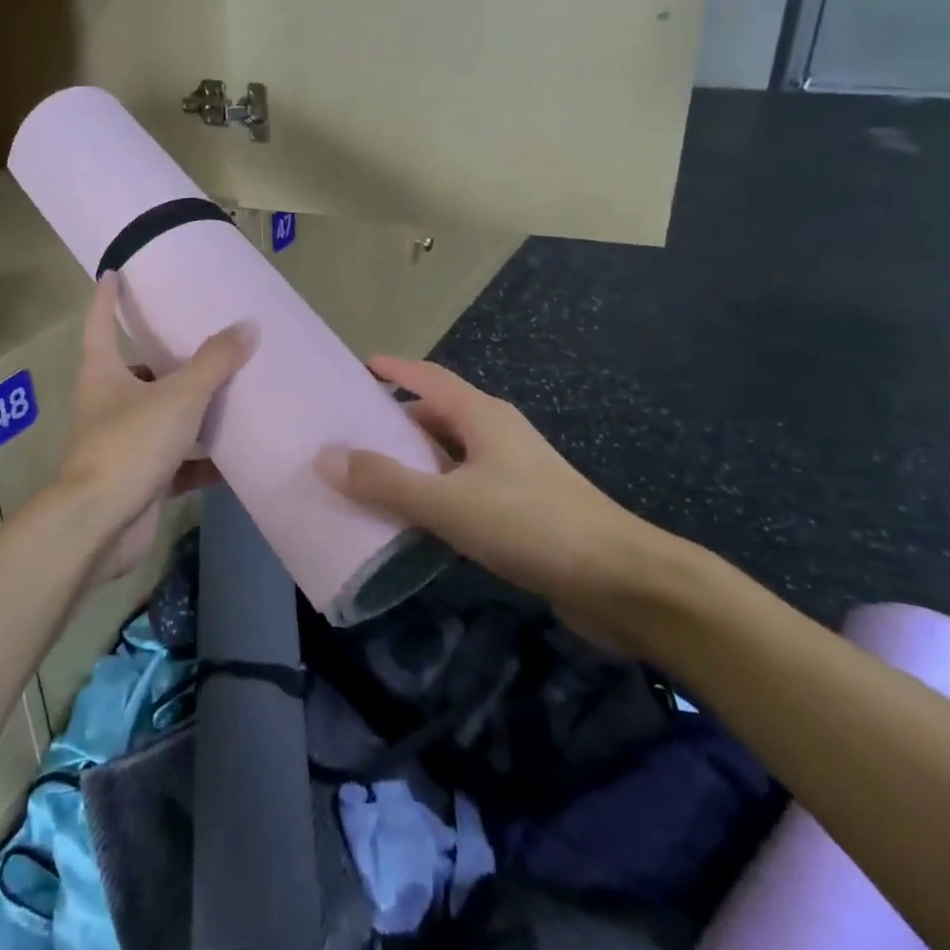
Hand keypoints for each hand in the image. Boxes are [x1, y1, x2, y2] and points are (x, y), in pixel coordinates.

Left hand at [50, 275, 252, 583]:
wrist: (101, 524)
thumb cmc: (130, 444)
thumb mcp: (178, 396)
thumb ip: (213, 363)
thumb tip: (247, 326)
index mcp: (104, 372)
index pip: (101, 322)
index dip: (107, 296)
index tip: (113, 272)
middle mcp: (108, 403)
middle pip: (137, 371)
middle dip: (165, 358)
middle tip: (203, 339)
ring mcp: (123, 443)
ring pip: (162, 417)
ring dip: (192, 410)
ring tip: (232, 393)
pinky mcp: (140, 478)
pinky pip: (178, 461)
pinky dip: (203, 459)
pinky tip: (237, 456)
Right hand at [315, 357, 683, 651]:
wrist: (623, 582)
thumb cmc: (532, 526)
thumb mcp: (448, 502)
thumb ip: (385, 481)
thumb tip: (326, 456)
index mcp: (481, 417)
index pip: (427, 377)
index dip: (392, 369)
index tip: (356, 367)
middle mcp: (497, 434)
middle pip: (436, 415)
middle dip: (394, 421)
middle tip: (348, 434)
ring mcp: (514, 472)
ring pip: (450, 455)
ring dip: (413, 462)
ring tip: (369, 477)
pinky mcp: (524, 508)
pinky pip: (464, 487)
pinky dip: (434, 493)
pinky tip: (414, 519)